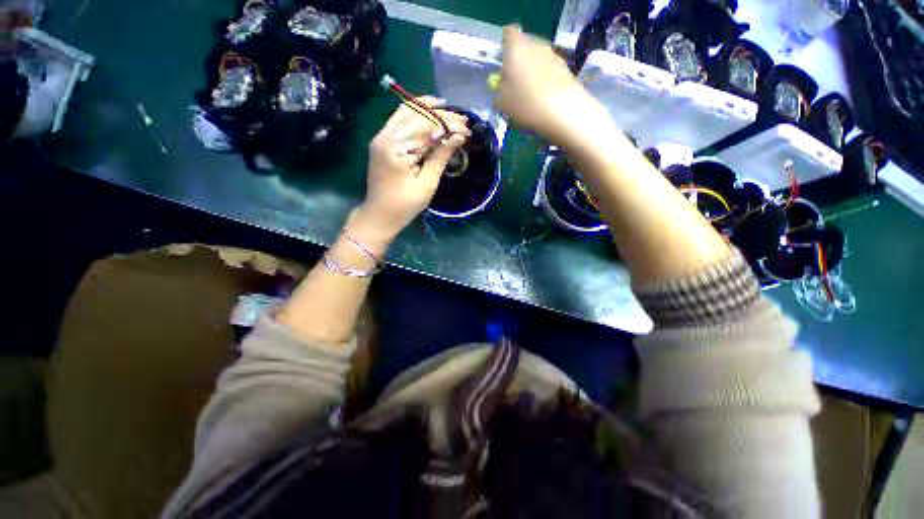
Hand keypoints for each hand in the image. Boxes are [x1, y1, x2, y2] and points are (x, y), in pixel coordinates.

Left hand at [355, 96, 470, 244]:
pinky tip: (426, 110)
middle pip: (417, 117)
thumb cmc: (405, 205)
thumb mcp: (427, 184)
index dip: (449, 127)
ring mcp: (381, 137)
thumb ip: (440, 158)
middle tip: (462, 120)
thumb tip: (458, 138)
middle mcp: (386, 137)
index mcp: (398, 151)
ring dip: (428, 109)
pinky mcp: (381, 141)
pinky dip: (414, 113)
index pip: (427, 129)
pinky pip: (398, 121)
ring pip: (406, 113)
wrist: (379, 215)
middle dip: (442, 116)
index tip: (467, 129)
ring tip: (447, 107)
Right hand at [494, 25, 609, 146]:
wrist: (563, 113)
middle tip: (514, 86)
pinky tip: (543, 102)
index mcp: (516, 48)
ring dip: (533, 74)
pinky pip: (550, 73)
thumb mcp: (501, 102)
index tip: (503, 65)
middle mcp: (536, 45)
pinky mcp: (566, 70)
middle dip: (519, 63)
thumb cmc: (525, 104)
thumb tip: (501, 85)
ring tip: (529, 97)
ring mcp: (553, 56)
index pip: (508, 34)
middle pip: (524, 48)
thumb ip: (498, 89)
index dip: (505, 47)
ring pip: (538, 61)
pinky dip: (545, 83)